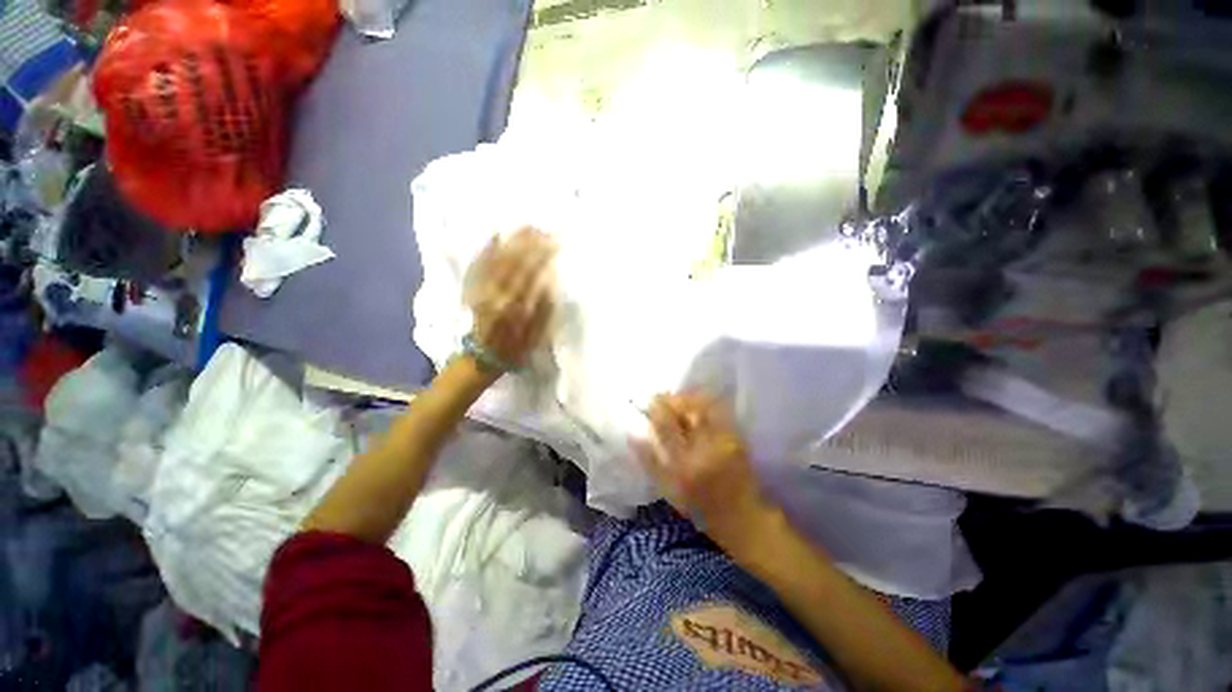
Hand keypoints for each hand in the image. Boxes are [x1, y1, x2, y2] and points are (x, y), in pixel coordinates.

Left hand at [464, 227, 557, 368]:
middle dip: (529, 242)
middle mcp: (498, 295)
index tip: (554, 242)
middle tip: (543, 229)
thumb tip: (548, 281)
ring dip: (511, 241)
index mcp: (516, 306)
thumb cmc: (515, 349)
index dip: (542, 255)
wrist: (483, 357)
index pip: (531, 272)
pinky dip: (487, 249)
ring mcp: (482, 291)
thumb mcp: (537, 335)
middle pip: (514, 261)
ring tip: (526, 228)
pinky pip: (479, 265)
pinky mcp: (473, 290)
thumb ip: (544, 309)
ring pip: (497, 259)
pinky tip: (496, 236)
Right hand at [635, 393, 771, 542]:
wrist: (741, 516)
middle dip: (672, 399)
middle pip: (687, 412)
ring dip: (688, 398)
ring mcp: (723, 441)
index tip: (648, 400)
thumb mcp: (669, 491)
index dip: (656, 409)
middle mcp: (704, 449)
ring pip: (704, 408)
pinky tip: (696, 403)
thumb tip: (634, 435)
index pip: (666, 427)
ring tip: (677, 398)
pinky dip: (704, 403)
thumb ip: (650, 462)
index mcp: (684, 465)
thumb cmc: (699, 507)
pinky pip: (718, 412)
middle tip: (661, 396)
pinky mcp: (736, 438)